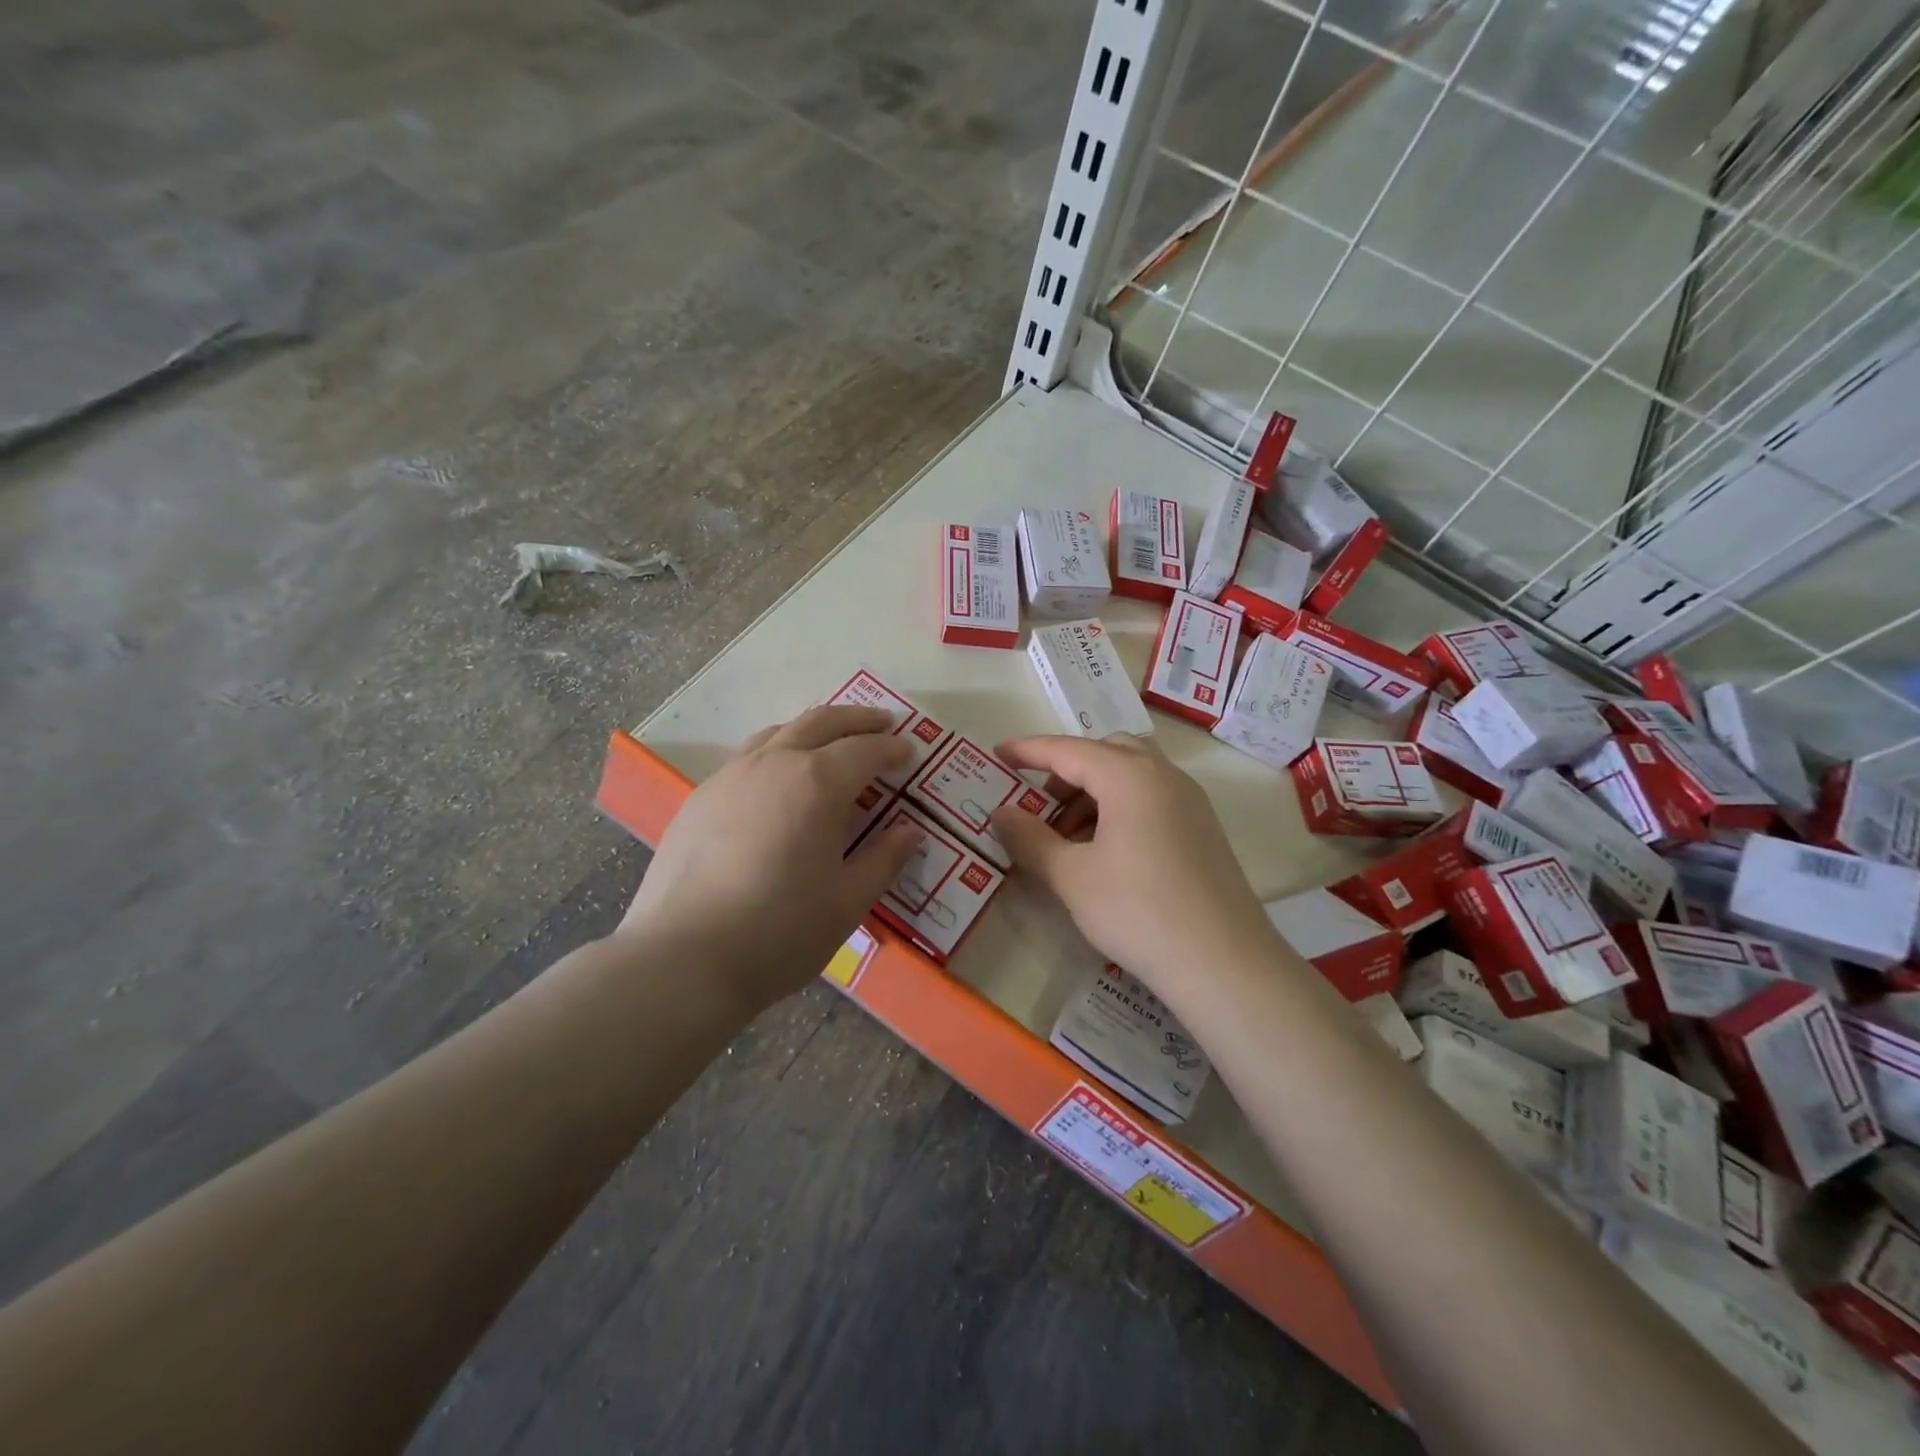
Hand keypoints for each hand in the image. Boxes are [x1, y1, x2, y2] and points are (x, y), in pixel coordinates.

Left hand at [617, 706, 923, 1013]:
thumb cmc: (780, 931)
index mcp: (817, 783)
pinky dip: (777, 752)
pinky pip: (748, 758)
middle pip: (821, 722)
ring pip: (778, 733)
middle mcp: (773, 763)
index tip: (909, 752)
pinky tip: (778, 782)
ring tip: (832, 743)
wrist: (684, 959)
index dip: (891, 748)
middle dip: (857, 719)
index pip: (865, 750)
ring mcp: (730, 776)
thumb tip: (910, 832)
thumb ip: (884, 859)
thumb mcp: (848, 901)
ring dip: (814, 730)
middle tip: (882, 724)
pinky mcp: (700, 798)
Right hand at [989, 735, 1281, 996]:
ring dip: (1094, 792)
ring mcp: (1190, 802)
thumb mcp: (1071, 876)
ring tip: (1068, 839)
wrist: (1223, 963)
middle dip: (1067, 771)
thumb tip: (1000, 813)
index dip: (1029, 750)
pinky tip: (1105, 853)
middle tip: (1040, 805)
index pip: (1068, 750)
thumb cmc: (1137, 911)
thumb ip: (1030, 838)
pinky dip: (1120, 808)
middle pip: (1106, 752)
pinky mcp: (1202, 829)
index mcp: (1130, 776)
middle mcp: (1164, 776)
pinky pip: (1152, 798)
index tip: (999, 753)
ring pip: (1132, 775)